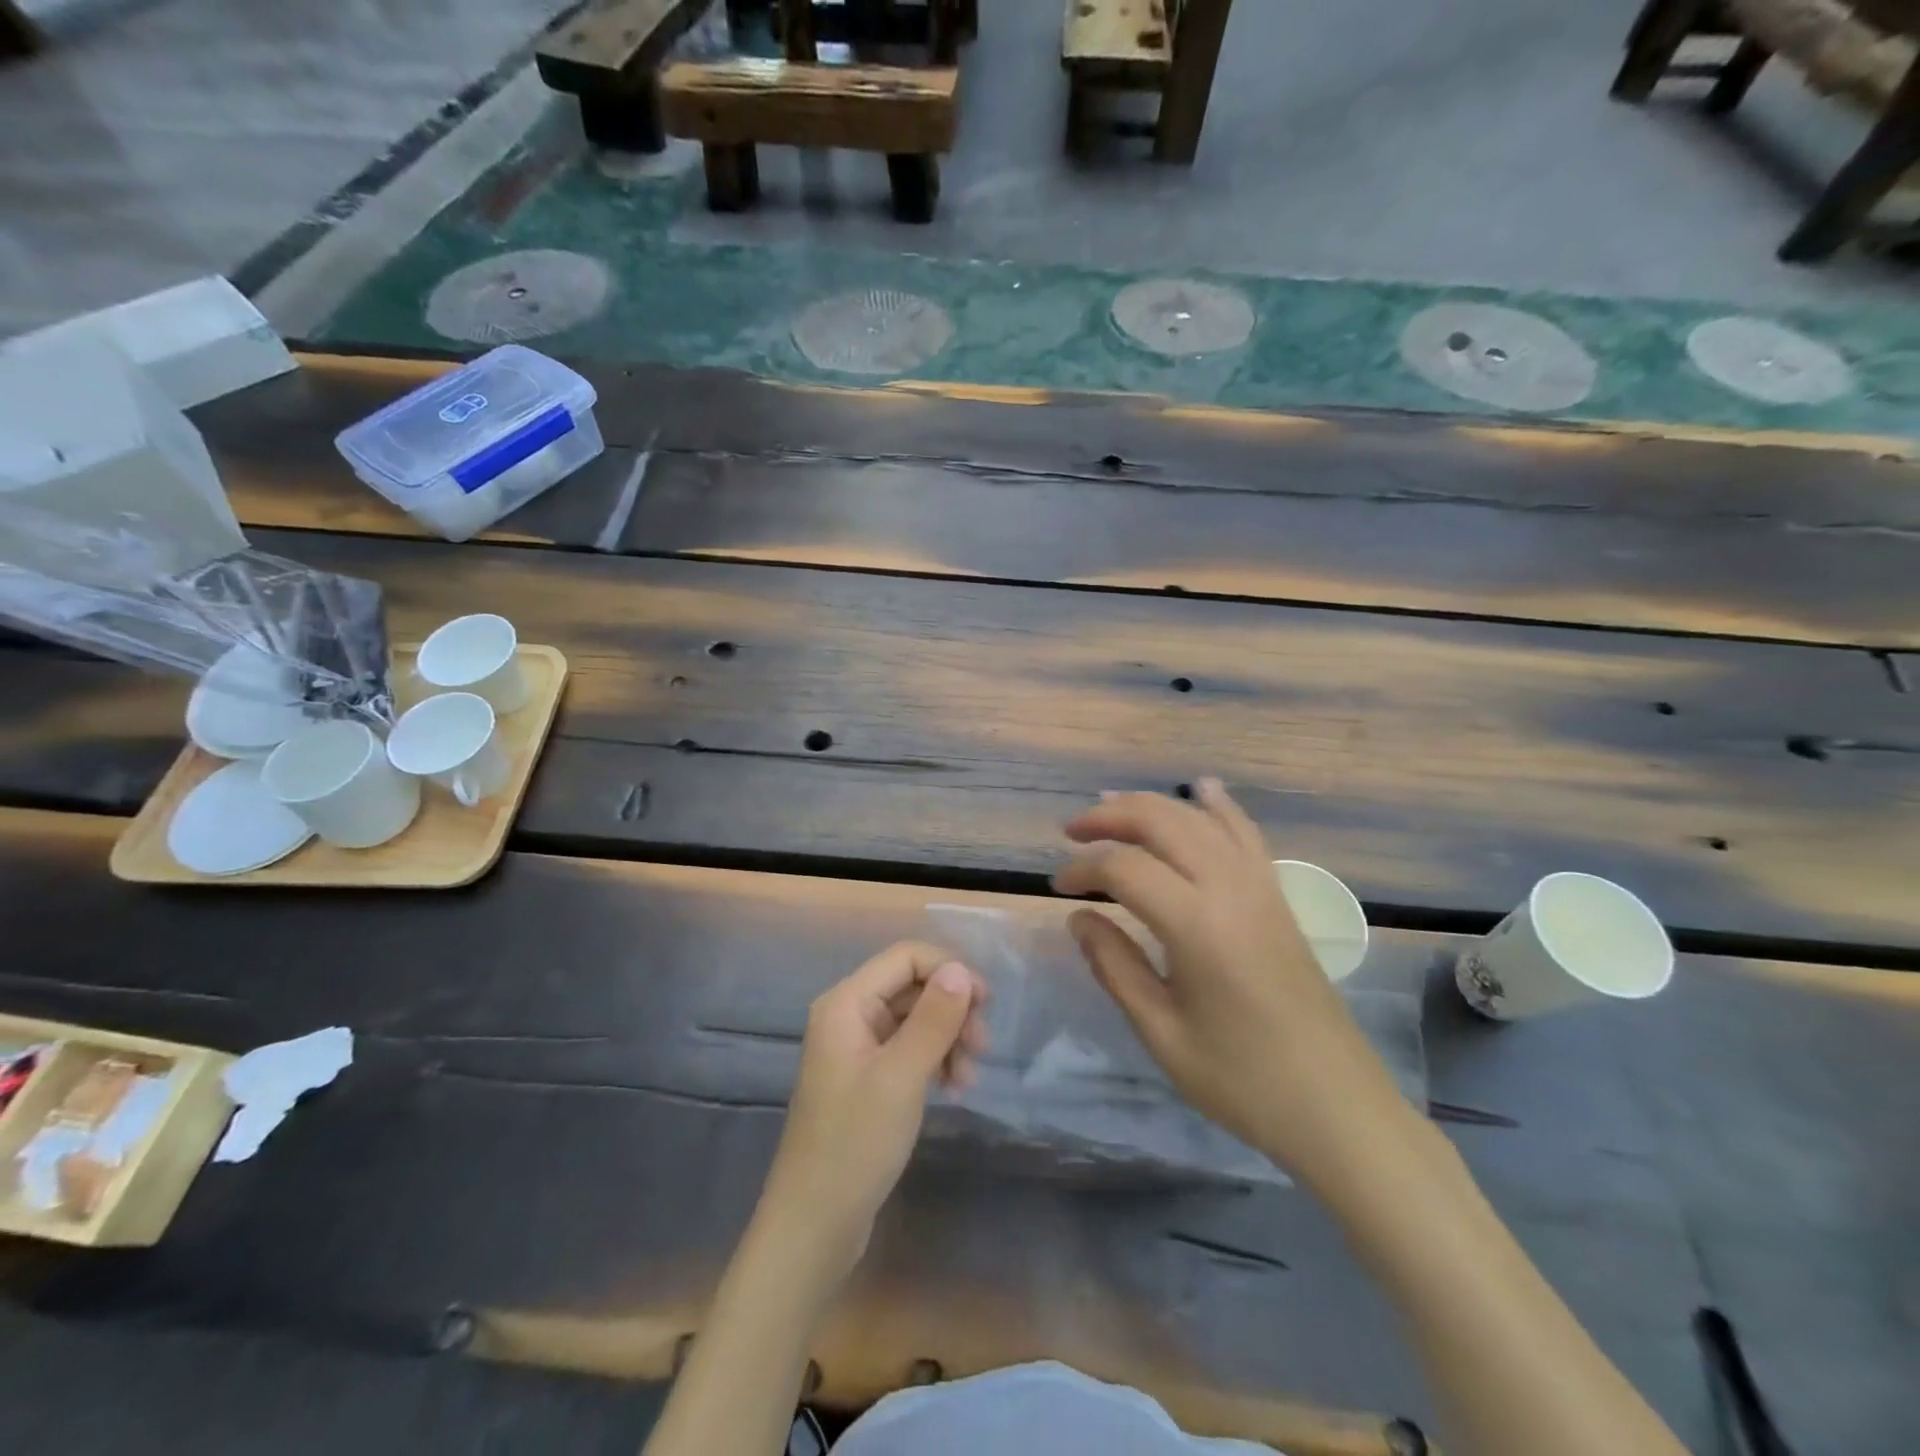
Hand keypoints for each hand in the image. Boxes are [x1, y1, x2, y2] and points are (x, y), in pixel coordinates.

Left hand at [757, 941, 986, 1278]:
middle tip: (982, 1047)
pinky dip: (935, 1060)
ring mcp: (858, 1048)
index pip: (906, 957)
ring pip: (916, 1018)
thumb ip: (933, 1019)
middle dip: (952, 1009)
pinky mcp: (867, 1078)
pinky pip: (909, 1048)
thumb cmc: (855, 1144)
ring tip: (968, 1079)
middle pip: (913, 986)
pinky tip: (953, 1088)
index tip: (985, 1003)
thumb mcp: (902, 1078)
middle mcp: (849, 1015)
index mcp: (846, 1003)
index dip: (949, 969)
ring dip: (949, 1038)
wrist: (814, 1225)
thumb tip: (960, 970)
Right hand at [1054, 778, 1411, 1183]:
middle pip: (1163, 822)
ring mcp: (1262, 887)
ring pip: (1201, 818)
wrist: (1337, 1108)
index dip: (1082, 868)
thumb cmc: (1242, 1081)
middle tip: (1071, 833)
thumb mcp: (1162, 1032)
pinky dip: (1219, 806)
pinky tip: (1202, 789)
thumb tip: (1079, 918)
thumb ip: (1115, 966)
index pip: (1124, 868)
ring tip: (1112, 808)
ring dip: (1153, 805)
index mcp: (1197, 925)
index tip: (1057, 888)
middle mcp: (1231, 889)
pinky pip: (1246, 833)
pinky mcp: (1279, 897)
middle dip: (1110, 817)